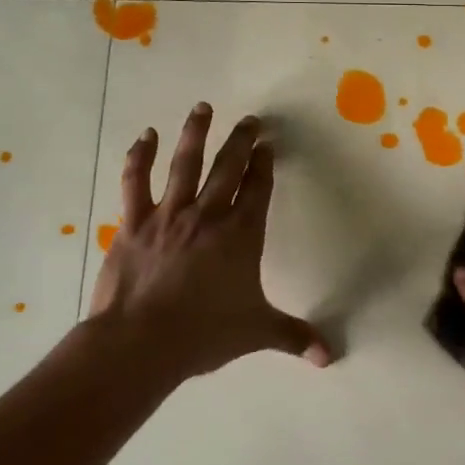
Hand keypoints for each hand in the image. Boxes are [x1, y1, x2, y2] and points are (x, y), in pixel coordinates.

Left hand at [89, 103, 330, 378]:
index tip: (268, 145)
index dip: (264, 164)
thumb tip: (330, 357)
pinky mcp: (134, 223)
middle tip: (250, 120)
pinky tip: (144, 137)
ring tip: (203, 108)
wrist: (140, 343)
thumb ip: (294, 337)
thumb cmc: (204, 334)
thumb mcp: (256, 333)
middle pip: (228, 167)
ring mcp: (169, 215)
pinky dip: (139, 157)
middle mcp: (208, 215)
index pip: (258, 188)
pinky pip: (136, 181)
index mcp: (240, 234)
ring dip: (195, 133)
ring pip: (185, 163)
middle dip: (241, 141)